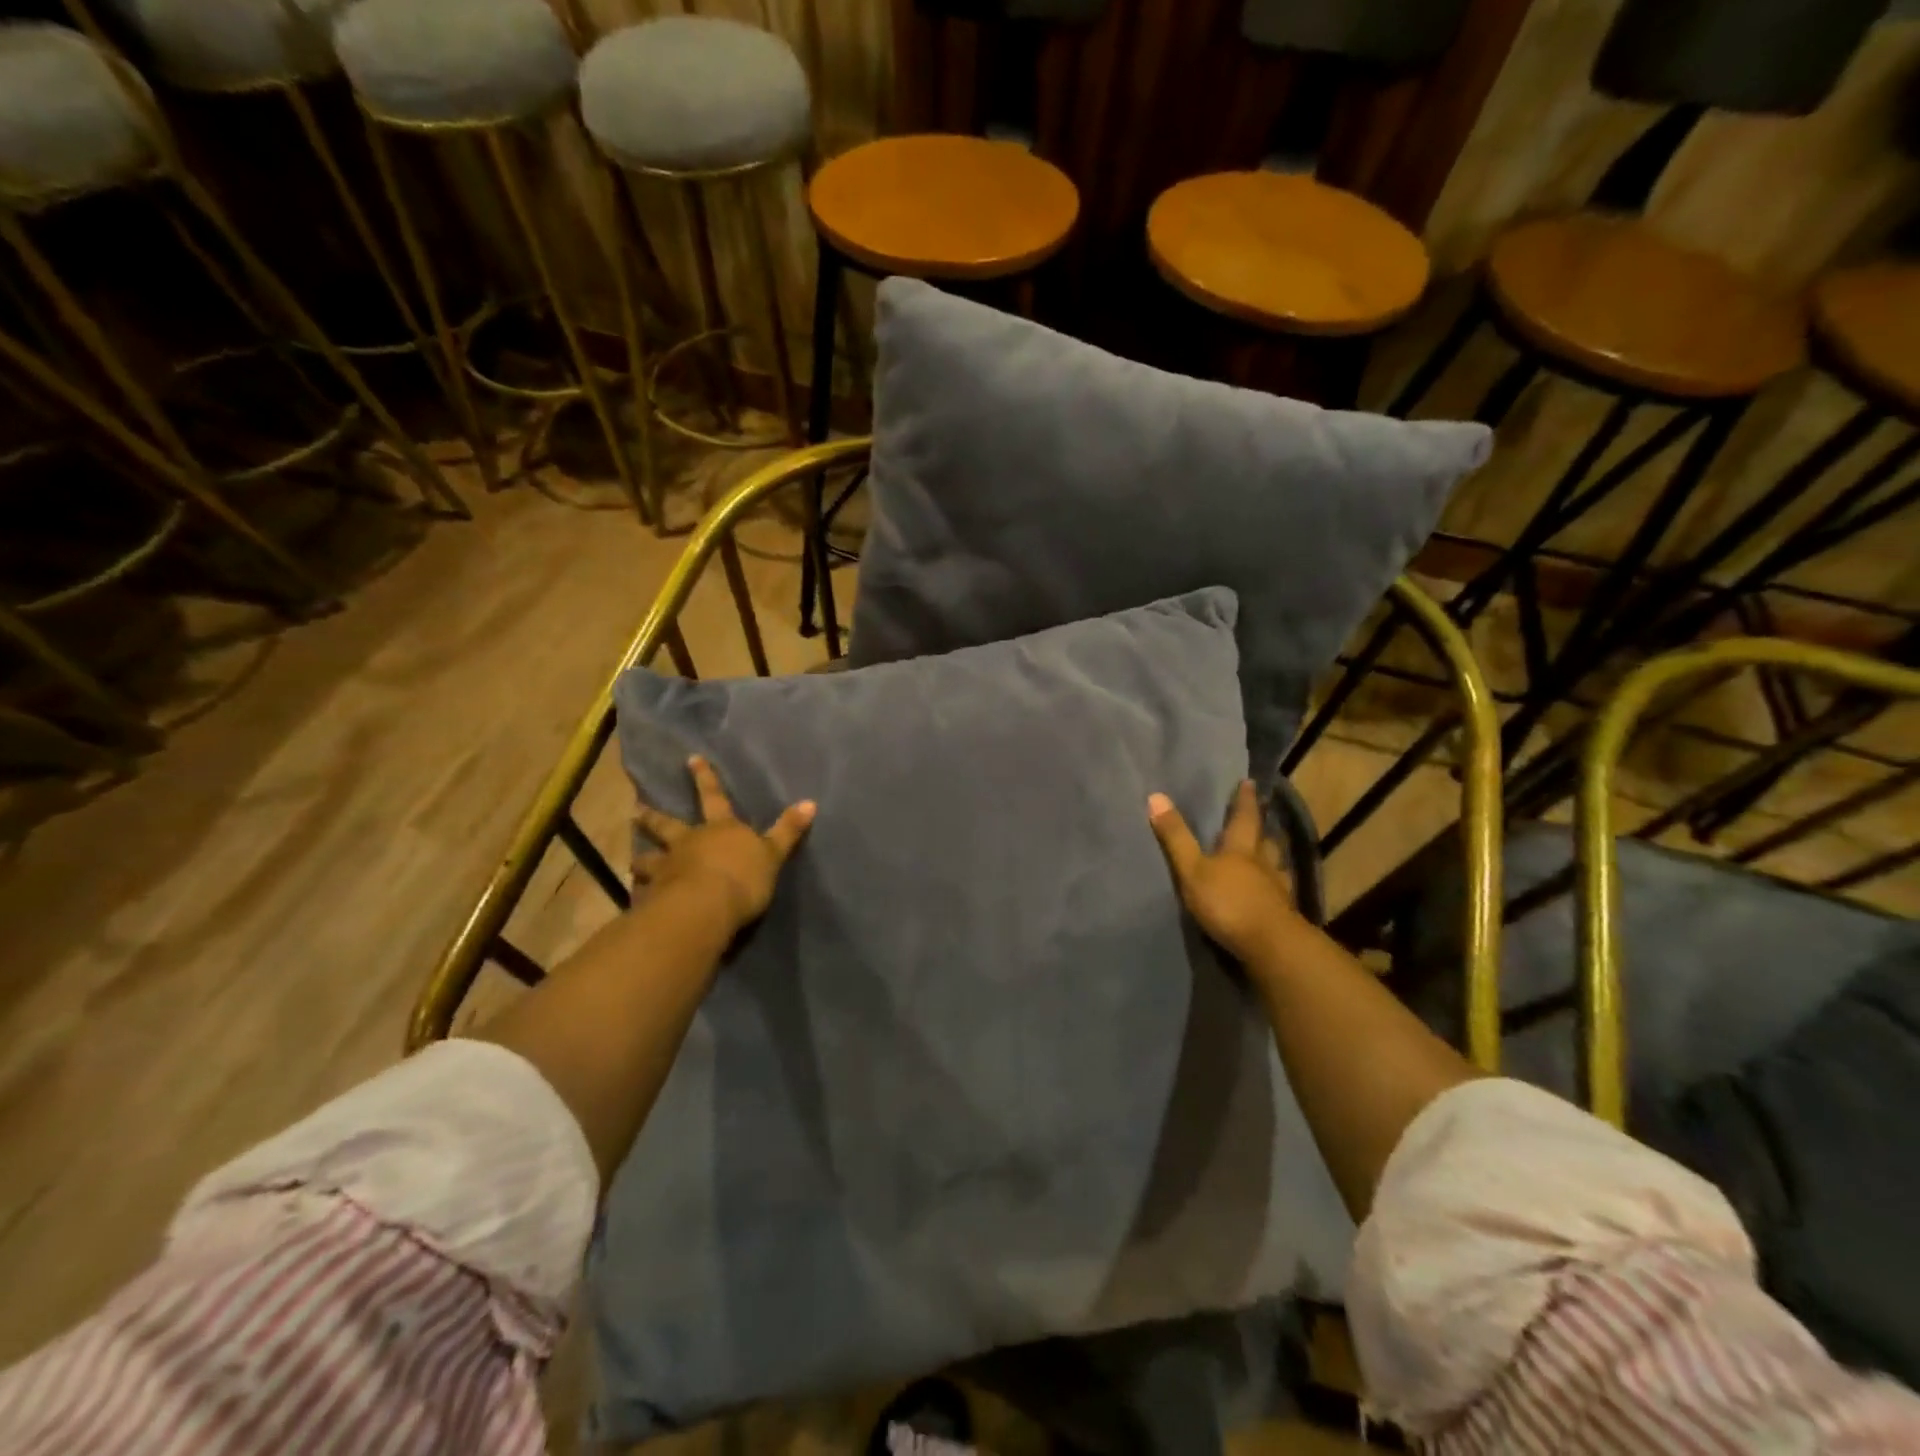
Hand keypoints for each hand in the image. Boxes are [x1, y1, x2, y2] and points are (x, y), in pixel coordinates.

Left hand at [632, 756, 814, 932]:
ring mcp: (668, 868)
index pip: (714, 798)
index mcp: (721, 829)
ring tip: (633, 863)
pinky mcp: (655, 896)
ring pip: (649, 859)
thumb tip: (811, 802)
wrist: (705, 907)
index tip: (691, 758)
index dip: (705, 777)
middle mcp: (689, 842)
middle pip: (668, 826)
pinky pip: (645, 892)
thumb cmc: (743, 877)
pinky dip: (641, 893)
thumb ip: (788, 830)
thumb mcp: (773, 854)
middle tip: (636, 810)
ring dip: (641, 860)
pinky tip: (636, 898)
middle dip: (653, 817)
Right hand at [1148, 779, 1301, 966]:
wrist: (1270, 946)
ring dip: (1272, 859)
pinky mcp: (1283, 915)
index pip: (1244, 817)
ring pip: (1276, 867)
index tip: (1250, 783)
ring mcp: (1277, 890)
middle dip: (1261, 830)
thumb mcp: (1193, 870)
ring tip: (1267, 857)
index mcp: (1242, 849)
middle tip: (1260, 821)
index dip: (1245, 800)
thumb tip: (1156, 796)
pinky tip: (1271, 894)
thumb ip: (1176, 837)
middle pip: (1265, 841)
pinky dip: (1274, 889)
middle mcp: (1264, 864)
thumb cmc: (1228, 902)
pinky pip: (1279, 894)